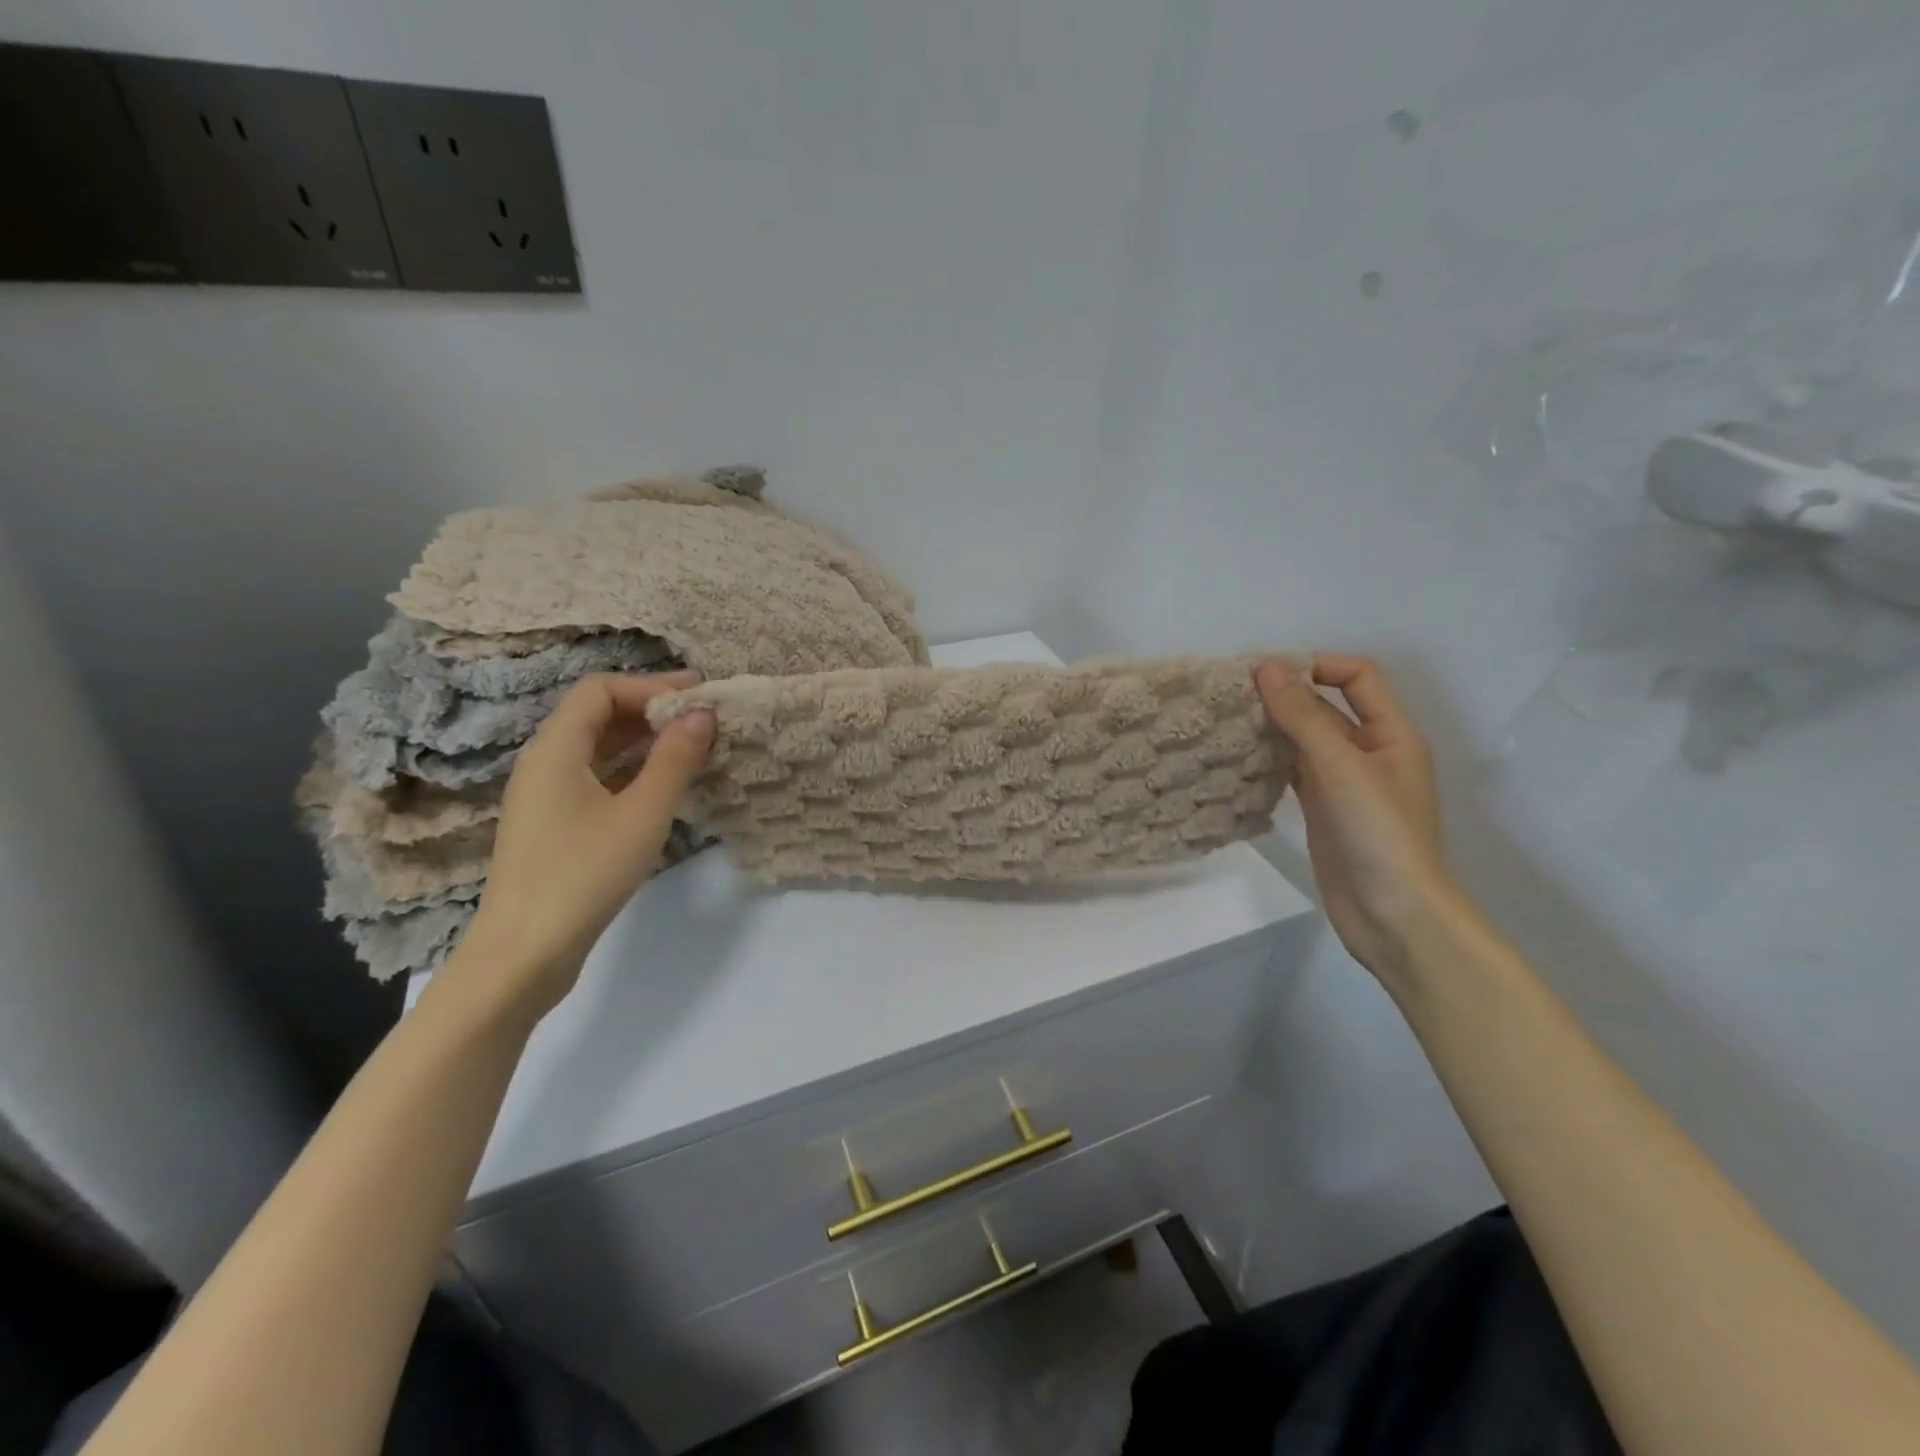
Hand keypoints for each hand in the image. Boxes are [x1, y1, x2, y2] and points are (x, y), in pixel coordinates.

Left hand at [458, 672, 715, 1014]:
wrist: (524, 954)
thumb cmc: (584, 874)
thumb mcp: (643, 814)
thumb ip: (675, 759)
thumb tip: (702, 713)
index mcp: (555, 750)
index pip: (600, 690)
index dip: (650, 686)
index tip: (697, 698)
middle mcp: (543, 763)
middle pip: (596, 715)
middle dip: (650, 709)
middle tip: (703, 718)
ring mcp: (544, 796)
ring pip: (596, 748)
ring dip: (642, 740)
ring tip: (691, 747)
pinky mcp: (552, 825)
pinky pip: (594, 777)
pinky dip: (630, 769)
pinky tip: (662, 785)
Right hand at [1256, 655, 1458, 979]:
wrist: (1392, 915)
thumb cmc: (1379, 835)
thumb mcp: (1342, 768)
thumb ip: (1303, 718)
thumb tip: (1267, 668)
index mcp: (1391, 734)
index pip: (1357, 677)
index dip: (1316, 665)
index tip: (1266, 672)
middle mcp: (1369, 752)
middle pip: (1326, 707)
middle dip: (1285, 696)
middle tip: (1232, 695)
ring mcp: (1344, 783)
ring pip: (1305, 740)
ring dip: (1273, 727)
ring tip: (1227, 721)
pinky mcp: (1322, 809)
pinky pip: (1293, 771)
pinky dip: (1269, 759)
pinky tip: (1238, 757)